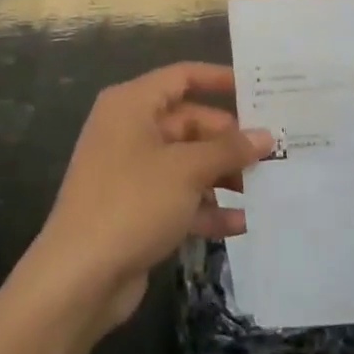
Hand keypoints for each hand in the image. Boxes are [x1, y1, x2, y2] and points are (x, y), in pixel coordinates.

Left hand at [33, 64, 271, 329]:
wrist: (79, 277)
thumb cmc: (133, 203)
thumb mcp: (187, 170)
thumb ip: (229, 150)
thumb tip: (266, 136)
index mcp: (132, 105)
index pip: (182, 76)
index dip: (220, 79)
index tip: (259, 90)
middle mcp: (130, 131)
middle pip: (190, 123)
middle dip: (230, 140)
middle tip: (274, 152)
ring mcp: (131, 172)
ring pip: (187, 163)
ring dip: (223, 176)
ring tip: (267, 189)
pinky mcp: (136, 210)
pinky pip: (179, 198)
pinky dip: (206, 208)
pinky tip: (241, 223)